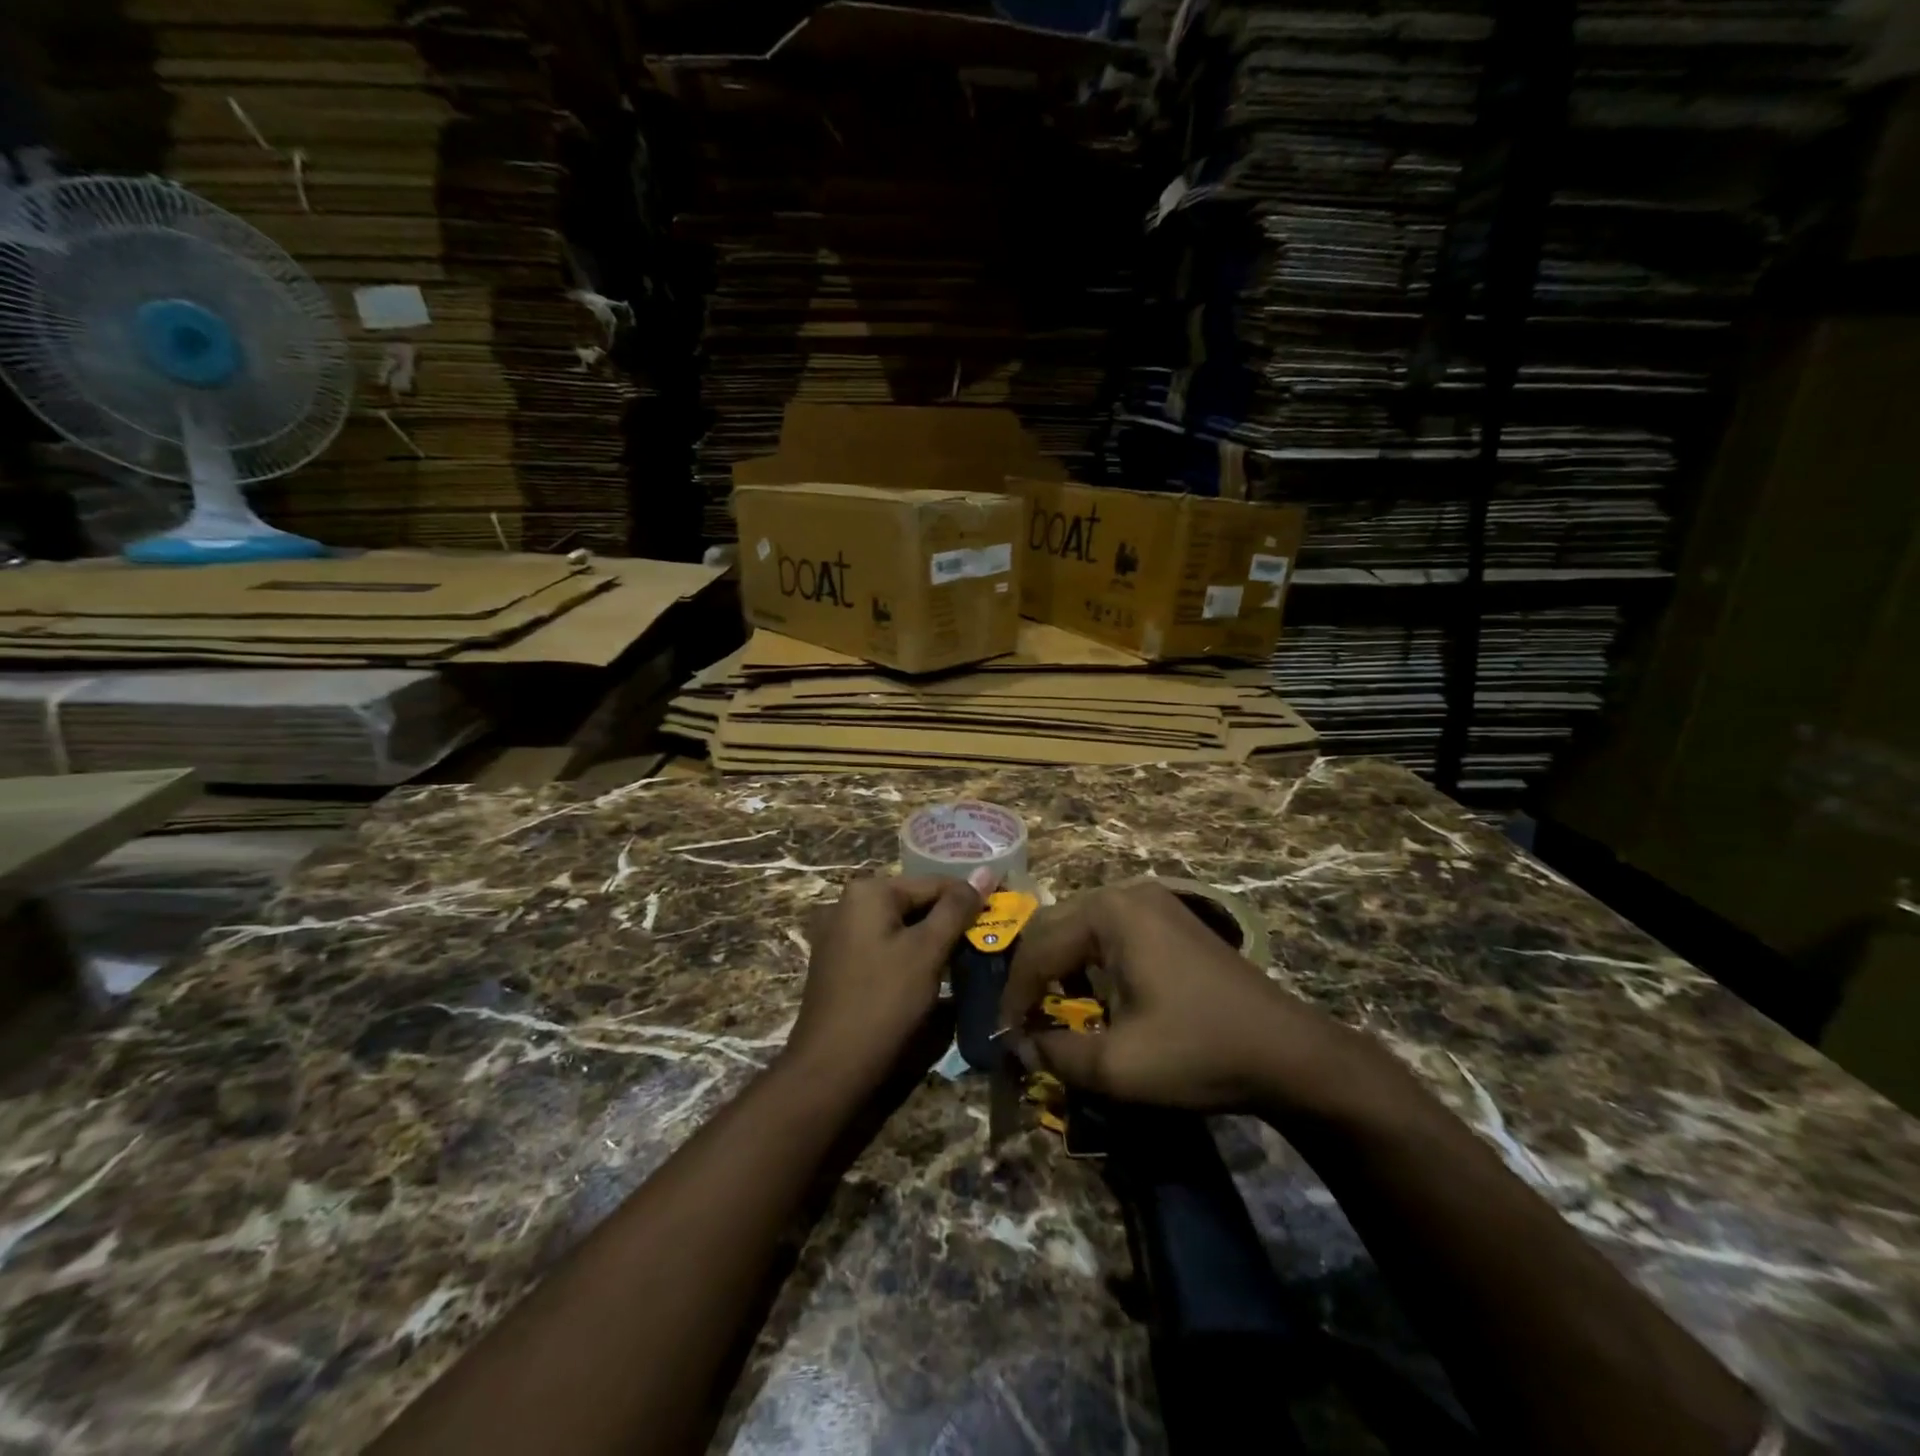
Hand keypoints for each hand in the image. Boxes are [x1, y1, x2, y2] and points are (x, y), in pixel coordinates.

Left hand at [782, 871, 993, 1094]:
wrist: (831, 1070)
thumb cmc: (884, 1002)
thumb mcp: (927, 951)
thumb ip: (957, 909)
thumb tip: (987, 870)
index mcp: (868, 892)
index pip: (935, 883)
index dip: (973, 899)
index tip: (1005, 914)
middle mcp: (849, 904)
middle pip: (917, 904)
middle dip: (953, 922)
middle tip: (991, 941)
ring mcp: (840, 935)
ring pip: (903, 928)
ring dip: (935, 942)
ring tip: (971, 959)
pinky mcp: (841, 965)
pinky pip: (886, 948)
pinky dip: (912, 957)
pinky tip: (936, 977)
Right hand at [997, 881, 1367, 1116]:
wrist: (1289, 1053)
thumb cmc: (1198, 1052)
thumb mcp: (1117, 1067)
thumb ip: (1054, 1054)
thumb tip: (1019, 1045)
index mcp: (1109, 913)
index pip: (1038, 948)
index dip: (1014, 996)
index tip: (1003, 1037)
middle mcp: (1127, 892)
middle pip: (1055, 926)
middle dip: (1033, 975)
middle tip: (1022, 1021)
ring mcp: (1154, 900)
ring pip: (1081, 926)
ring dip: (1060, 965)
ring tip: (1051, 1009)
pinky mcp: (1171, 917)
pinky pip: (1111, 930)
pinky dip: (1090, 960)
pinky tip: (1095, 993)